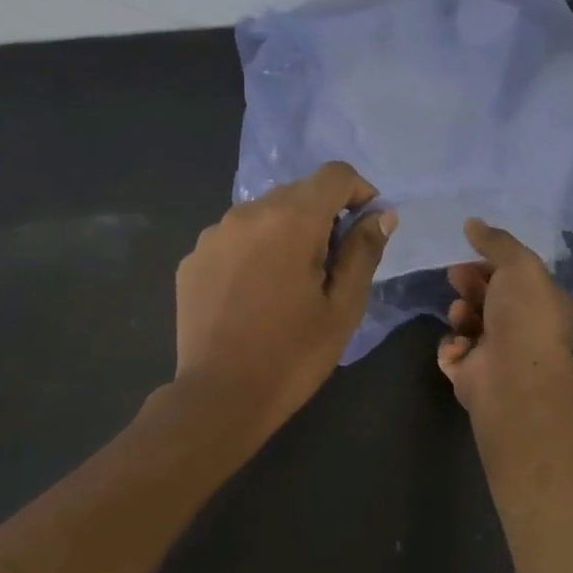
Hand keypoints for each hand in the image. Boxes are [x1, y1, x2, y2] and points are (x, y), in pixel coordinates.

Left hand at [173, 162, 396, 438]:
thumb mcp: (342, 307)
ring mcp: (212, 236)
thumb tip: (381, 214)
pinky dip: (252, 252)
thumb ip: (363, 252)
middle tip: (330, 266)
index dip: (358, 192)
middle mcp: (247, 214)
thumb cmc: (293, 356)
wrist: (220, 397)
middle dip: (322, 216)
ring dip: (284, 233)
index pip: (334, 175)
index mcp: (290, 220)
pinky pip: (233, 240)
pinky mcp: (192, 260)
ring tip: (288, 283)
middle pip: (296, 193)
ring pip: (262, 215)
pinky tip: (253, 294)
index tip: (365, 226)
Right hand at [436, 219, 572, 411]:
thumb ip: (496, 242)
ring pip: (470, 325)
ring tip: (460, 313)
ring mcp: (500, 357)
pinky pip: (455, 353)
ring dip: (461, 314)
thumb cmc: (525, 314)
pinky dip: (452, 346)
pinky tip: (458, 344)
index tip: (471, 255)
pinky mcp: (474, 376)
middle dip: (471, 286)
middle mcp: (528, 332)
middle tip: (455, 276)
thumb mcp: (519, 264)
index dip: (494, 265)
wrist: (512, 374)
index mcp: (549, 306)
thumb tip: (472, 222)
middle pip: (491, 301)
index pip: (519, 280)